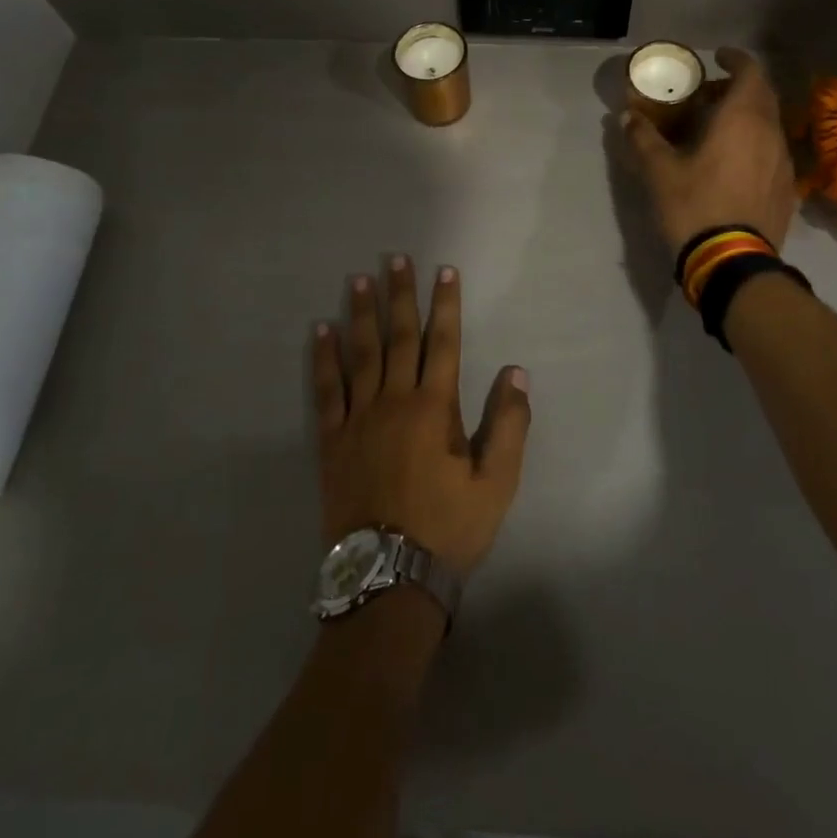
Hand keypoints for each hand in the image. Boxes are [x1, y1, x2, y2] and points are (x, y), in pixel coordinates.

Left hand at [313, 257, 530, 578]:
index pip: (444, 343)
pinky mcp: (332, 440)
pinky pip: (326, 390)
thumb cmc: (448, 528)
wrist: (388, 578)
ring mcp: (358, 419)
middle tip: (395, 259)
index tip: (445, 272)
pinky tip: (321, 332)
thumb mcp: (496, 484)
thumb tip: (516, 372)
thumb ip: (510, 426)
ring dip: (361, 314)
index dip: (446, 306)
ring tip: (358, 279)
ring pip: (361, 354)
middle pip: (399, 337)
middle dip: (400, 296)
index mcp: (435, 409)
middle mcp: (394, 402)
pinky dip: (324, 359)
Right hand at [624, 46, 797, 252]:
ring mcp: (783, 162)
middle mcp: (770, 133)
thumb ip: (643, 139)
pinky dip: (754, 143)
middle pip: (763, 96)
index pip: (751, 72)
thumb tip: (627, 116)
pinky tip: (732, 164)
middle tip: (709, 95)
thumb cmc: (694, 207)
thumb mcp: (659, 173)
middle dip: (738, 87)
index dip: (735, 59)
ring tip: (717, 129)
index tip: (716, 58)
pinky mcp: (786, 189)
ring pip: (769, 124)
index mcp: (743, 119)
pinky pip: (772, 151)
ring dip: (747, 117)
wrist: (733, 263)